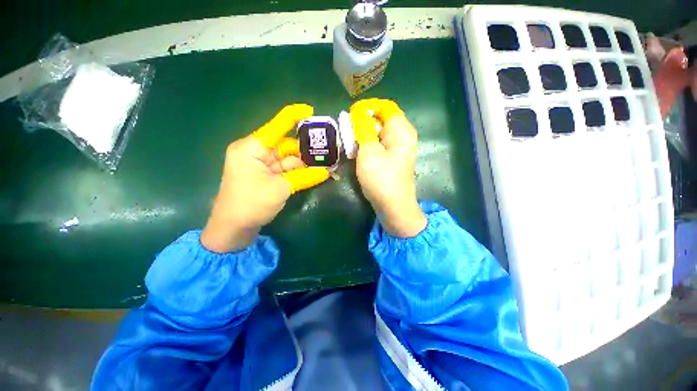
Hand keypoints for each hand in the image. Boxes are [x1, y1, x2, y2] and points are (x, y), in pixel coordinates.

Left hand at [201, 104, 329, 252]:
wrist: (233, 229)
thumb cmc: (251, 204)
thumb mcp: (281, 189)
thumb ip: (305, 176)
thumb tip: (327, 171)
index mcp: (252, 148)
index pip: (276, 126)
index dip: (293, 116)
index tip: (310, 111)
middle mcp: (256, 152)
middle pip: (286, 145)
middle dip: (307, 148)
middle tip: (328, 148)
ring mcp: (261, 165)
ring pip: (288, 159)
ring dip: (306, 162)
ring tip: (327, 162)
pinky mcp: (266, 176)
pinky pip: (286, 169)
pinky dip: (299, 171)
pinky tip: (316, 171)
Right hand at [351, 99, 425, 236]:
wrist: (393, 206)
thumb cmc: (381, 178)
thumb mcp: (369, 151)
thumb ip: (363, 129)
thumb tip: (358, 115)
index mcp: (401, 131)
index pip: (385, 107)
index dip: (368, 107)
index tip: (351, 114)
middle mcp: (402, 137)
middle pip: (382, 120)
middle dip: (363, 123)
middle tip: (347, 131)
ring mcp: (398, 149)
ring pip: (378, 134)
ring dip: (363, 136)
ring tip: (349, 143)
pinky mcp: (392, 159)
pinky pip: (379, 145)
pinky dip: (367, 146)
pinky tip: (356, 153)